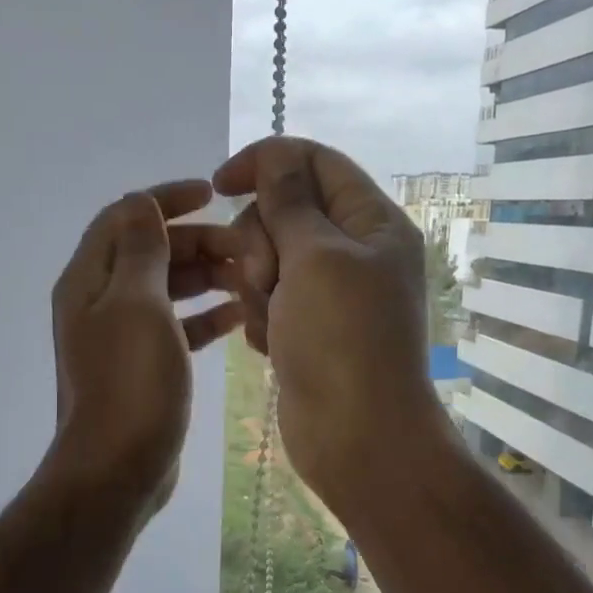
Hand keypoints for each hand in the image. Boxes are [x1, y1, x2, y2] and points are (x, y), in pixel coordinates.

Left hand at [48, 180, 242, 510]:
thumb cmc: (130, 382)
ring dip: (205, 277)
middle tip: (244, 247)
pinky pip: (176, 326)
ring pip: (166, 289)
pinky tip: (238, 317)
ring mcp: (121, 336)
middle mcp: (100, 302)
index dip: (166, 199)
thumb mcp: (137, 304)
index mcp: (90, 280)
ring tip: (248, 278)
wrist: (118, 467)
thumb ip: (141, 250)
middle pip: (150, 251)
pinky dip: (204, 316)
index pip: (125, 217)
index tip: (212, 193)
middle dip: (196, 241)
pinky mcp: (143, 366)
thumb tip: (141, 202)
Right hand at [213, 138, 448, 505]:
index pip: (315, 162)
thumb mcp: (315, 256)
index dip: (267, 162)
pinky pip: (270, 301)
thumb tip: (276, 155)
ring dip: (258, 286)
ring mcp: (331, 294)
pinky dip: (263, 319)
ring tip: (271, 322)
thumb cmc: (342, 340)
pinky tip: (272, 346)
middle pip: (286, 211)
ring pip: (270, 259)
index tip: (220, 183)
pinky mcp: (309, 329)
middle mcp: (355, 251)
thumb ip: (289, 200)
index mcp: (373, 222)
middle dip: (261, 240)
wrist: (356, 438)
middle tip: (267, 279)